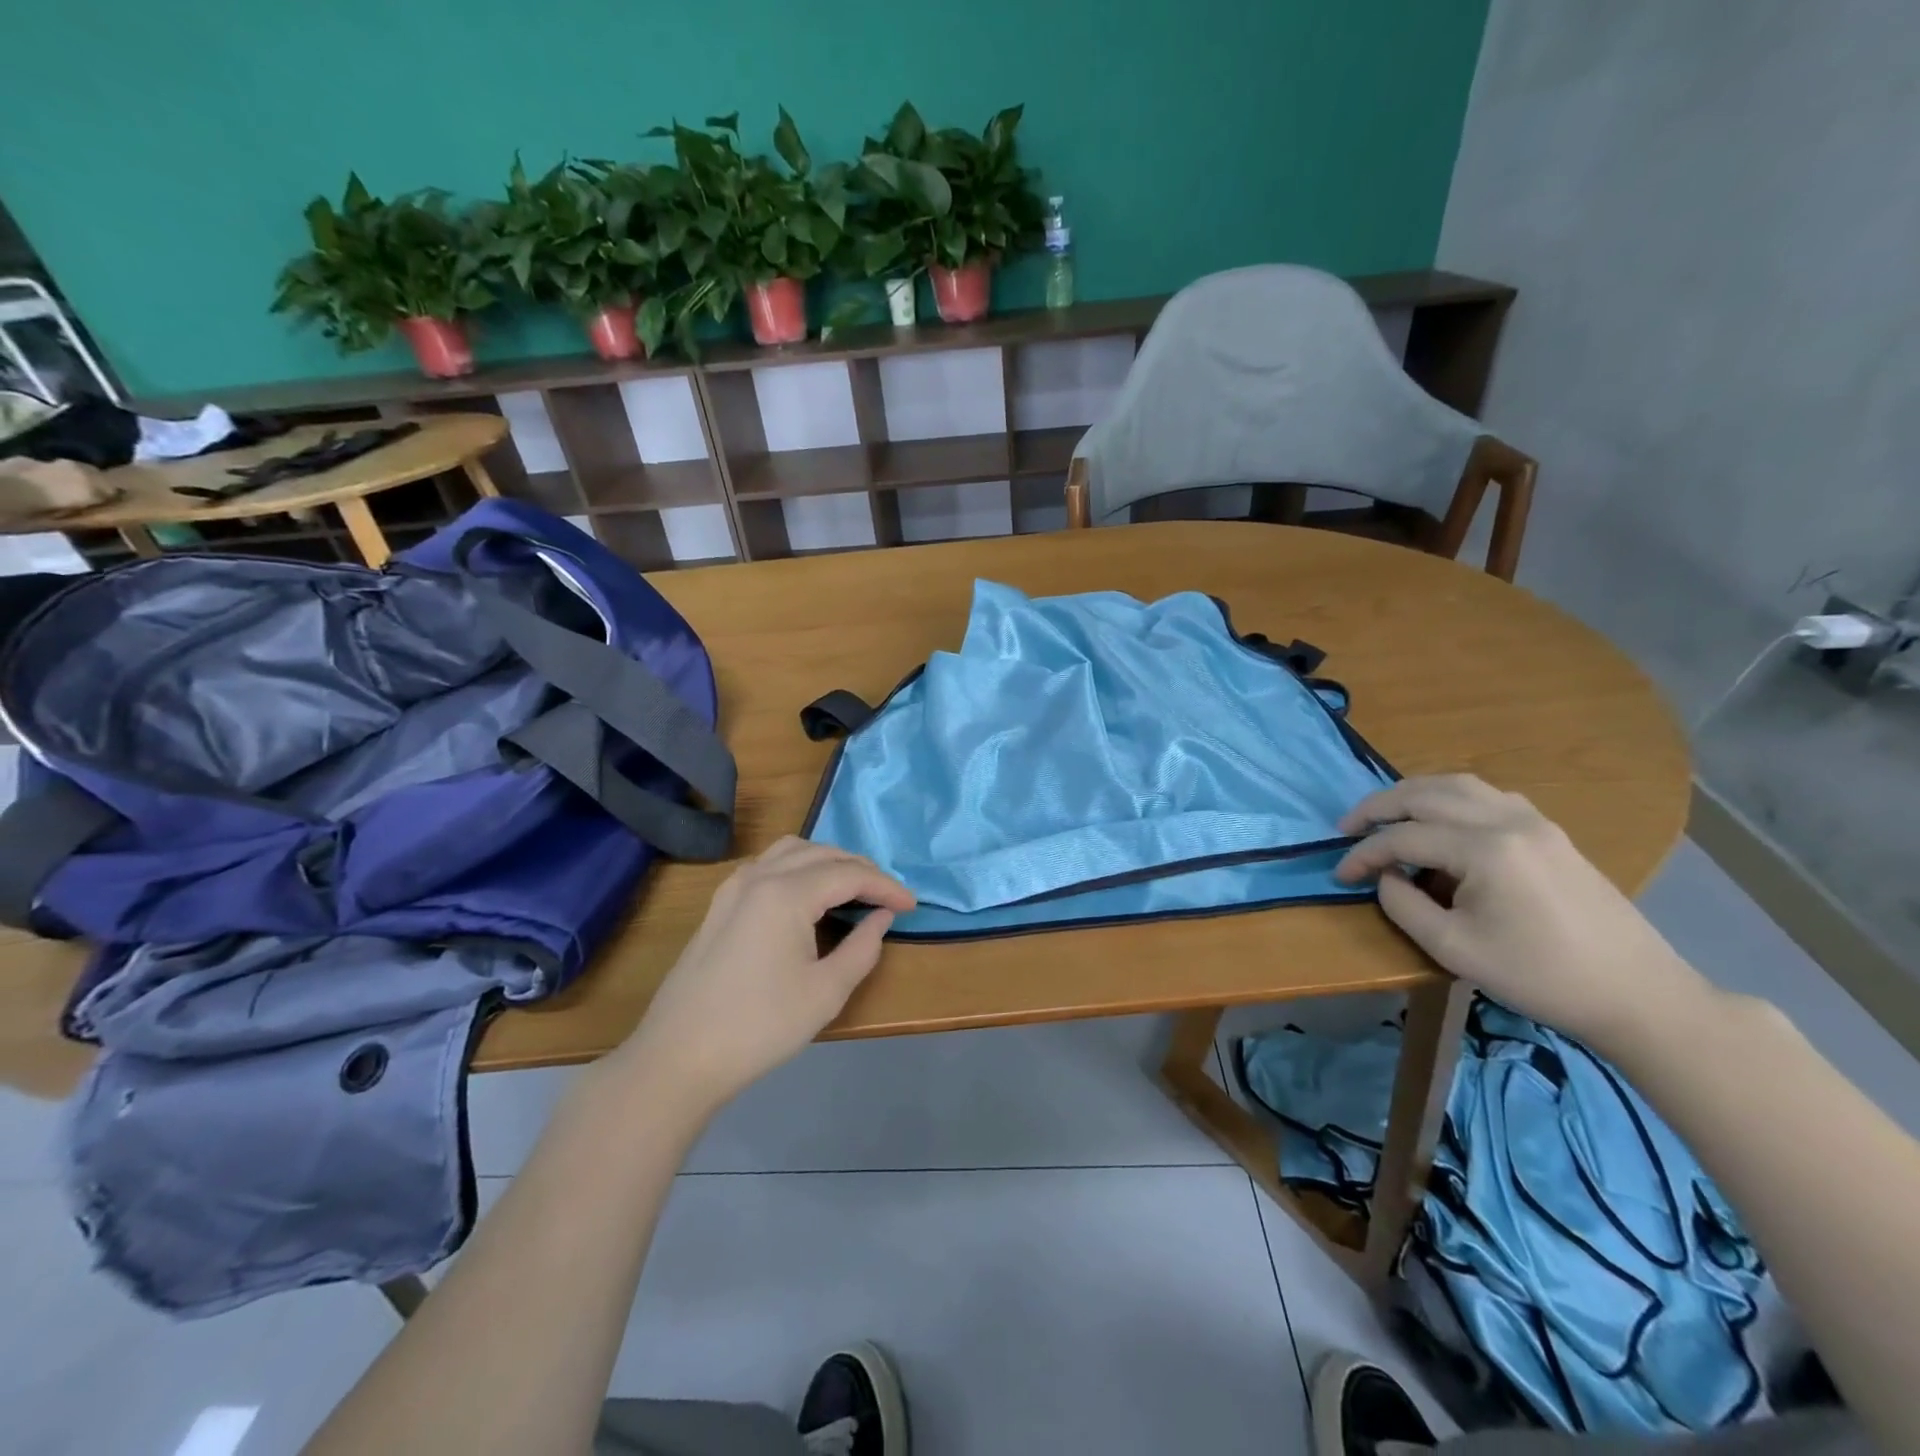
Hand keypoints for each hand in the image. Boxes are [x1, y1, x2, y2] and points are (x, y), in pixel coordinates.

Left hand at [618, 838, 915, 1111]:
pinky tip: (808, 895)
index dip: (885, 886)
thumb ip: (862, 947)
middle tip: (887, 896)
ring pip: (791, 851)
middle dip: (860, 869)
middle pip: (821, 853)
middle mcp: (759, 876)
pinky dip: (798, 867)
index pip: (849, 874)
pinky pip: (768, 865)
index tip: (912, 905)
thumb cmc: (760, 1026)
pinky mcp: (719, 904)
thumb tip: (882, 917)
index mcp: (786, 893)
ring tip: (853, 887)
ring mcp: (733, 887)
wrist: (678, 1057)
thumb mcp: (826, 992)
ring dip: (827, 861)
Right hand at [1334, 775, 1709, 1049]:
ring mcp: (1534, 822)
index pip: (1403, 837)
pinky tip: (1440, 823)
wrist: (1637, 994)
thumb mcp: (1453, 948)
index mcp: (1485, 849)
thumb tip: (1386, 876)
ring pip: (1458, 785)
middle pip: (1426, 794)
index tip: (1339, 875)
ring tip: (1386, 817)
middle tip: (1347, 828)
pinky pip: (1487, 796)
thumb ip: (1403, 904)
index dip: (1363, 854)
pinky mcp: (1550, 832)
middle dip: (1378, 807)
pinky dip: (1450, 799)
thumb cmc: (1539, 976)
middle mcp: (1508, 820)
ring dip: (1413, 795)